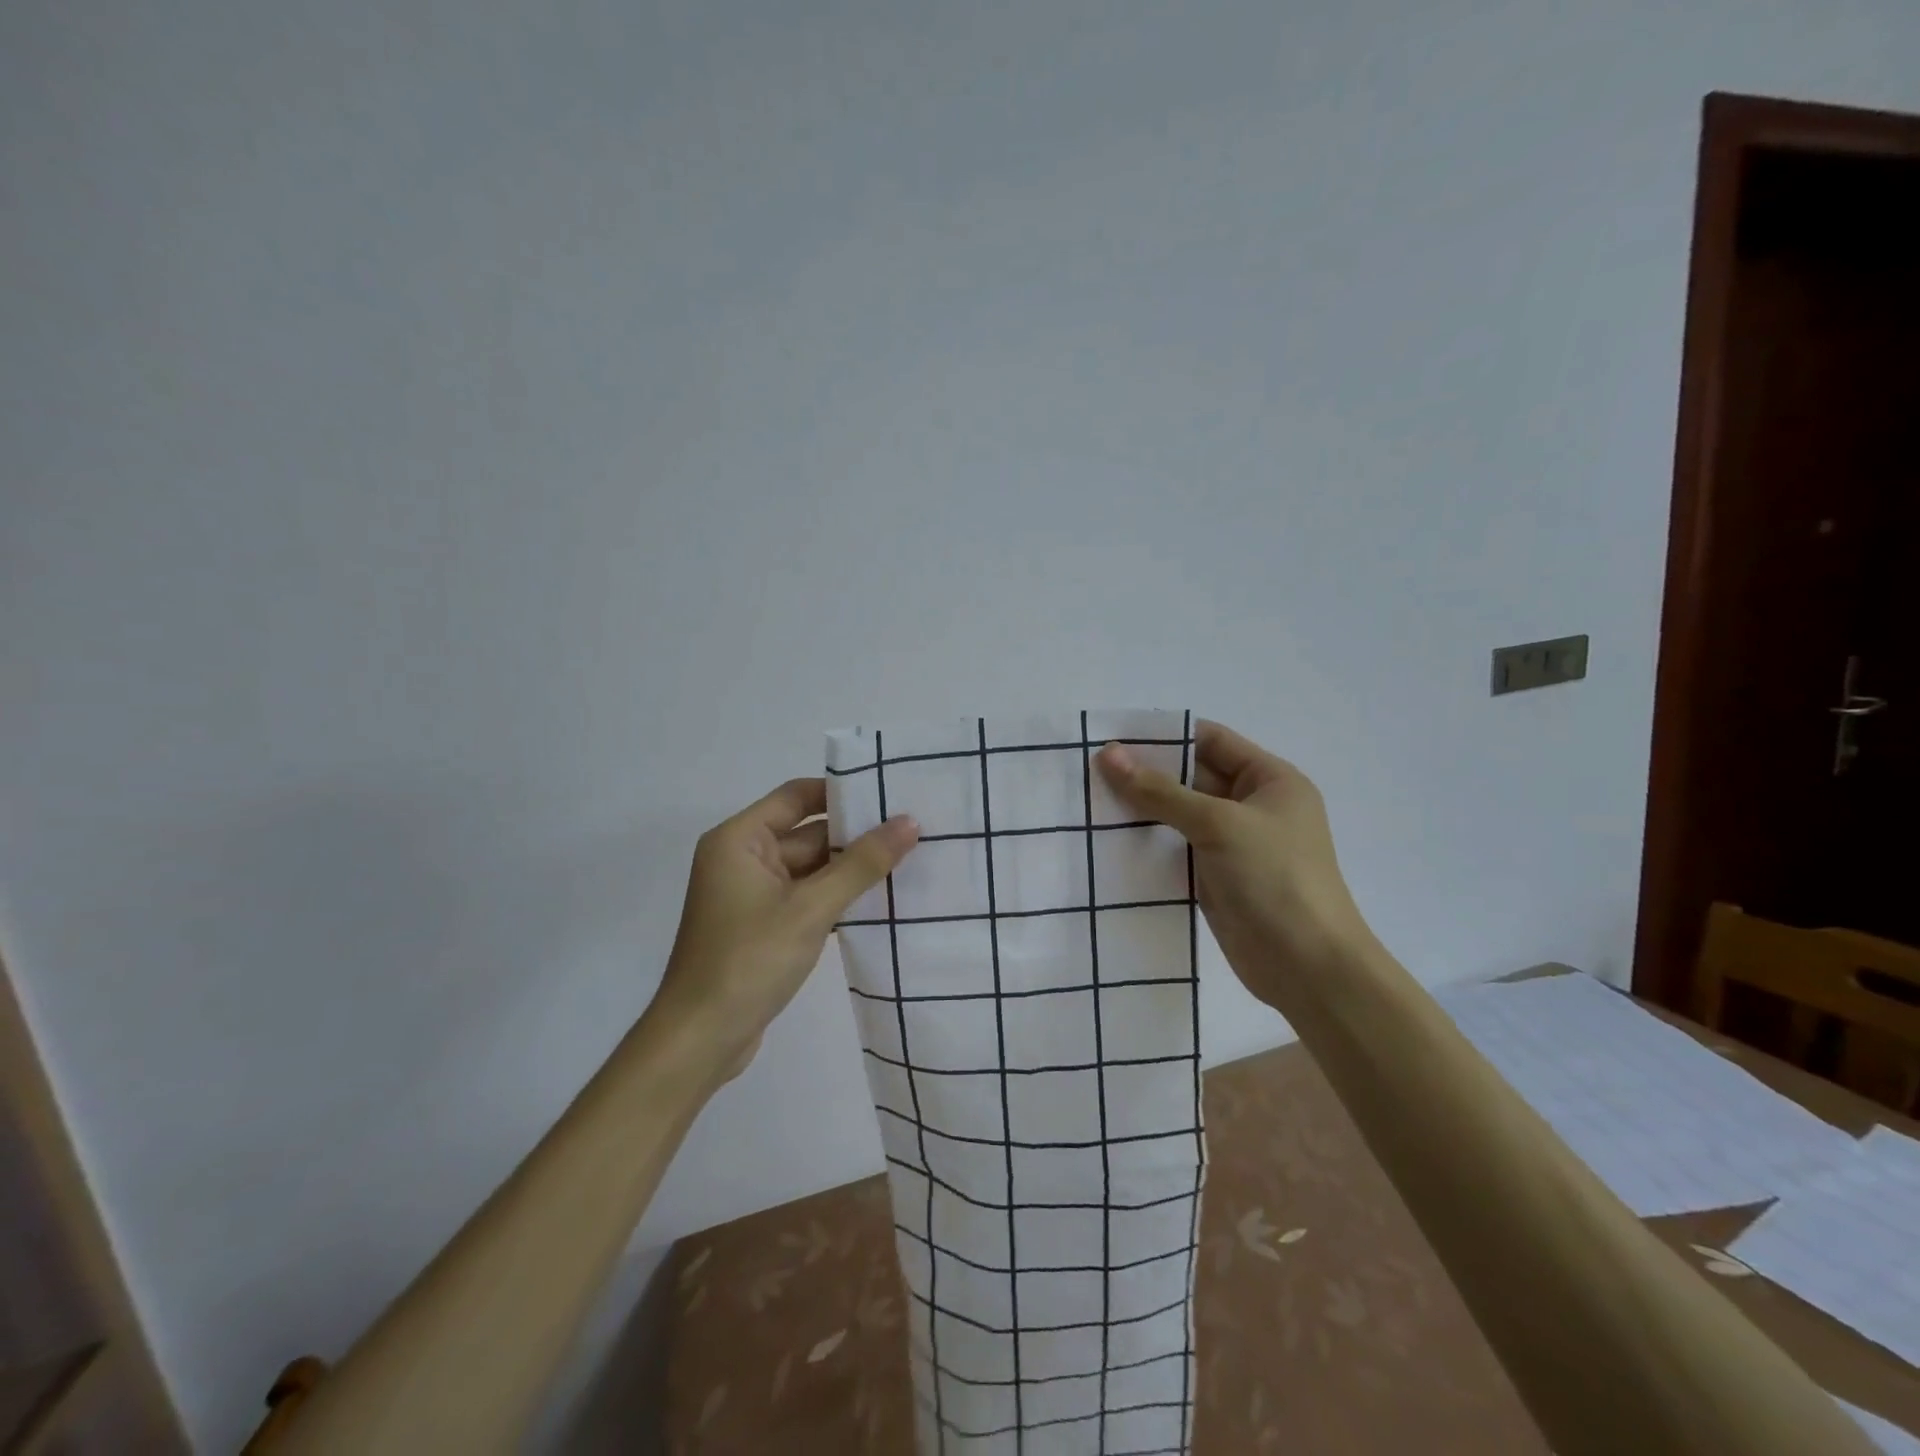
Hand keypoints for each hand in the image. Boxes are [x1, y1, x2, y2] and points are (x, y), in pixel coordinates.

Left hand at [652, 778, 919, 1079]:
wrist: (701, 1041)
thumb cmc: (749, 961)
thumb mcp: (811, 908)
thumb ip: (861, 864)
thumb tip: (910, 822)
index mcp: (739, 839)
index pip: (797, 796)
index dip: (842, 792)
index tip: (889, 793)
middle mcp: (742, 858)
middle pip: (807, 833)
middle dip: (855, 835)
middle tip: (913, 829)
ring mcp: (752, 894)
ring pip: (810, 868)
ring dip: (851, 869)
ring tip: (909, 858)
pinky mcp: (763, 924)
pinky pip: (806, 896)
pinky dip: (837, 896)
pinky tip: (881, 899)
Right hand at [1096, 721, 1372, 1011]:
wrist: (1307, 968)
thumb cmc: (1275, 879)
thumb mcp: (1218, 824)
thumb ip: (1160, 791)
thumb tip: (1108, 755)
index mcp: (1270, 780)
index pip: (1210, 741)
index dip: (1164, 736)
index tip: (1113, 738)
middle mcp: (1252, 806)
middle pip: (1191, 777)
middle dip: (1145, 773)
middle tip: (1090, 771)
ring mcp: (1233, 844)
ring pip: (1179, 814)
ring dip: (1141, 809)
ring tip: (1090, 801)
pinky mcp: (1215, 877)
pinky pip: (1175, 848)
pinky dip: (1146, 842)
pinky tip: (1107, 839)